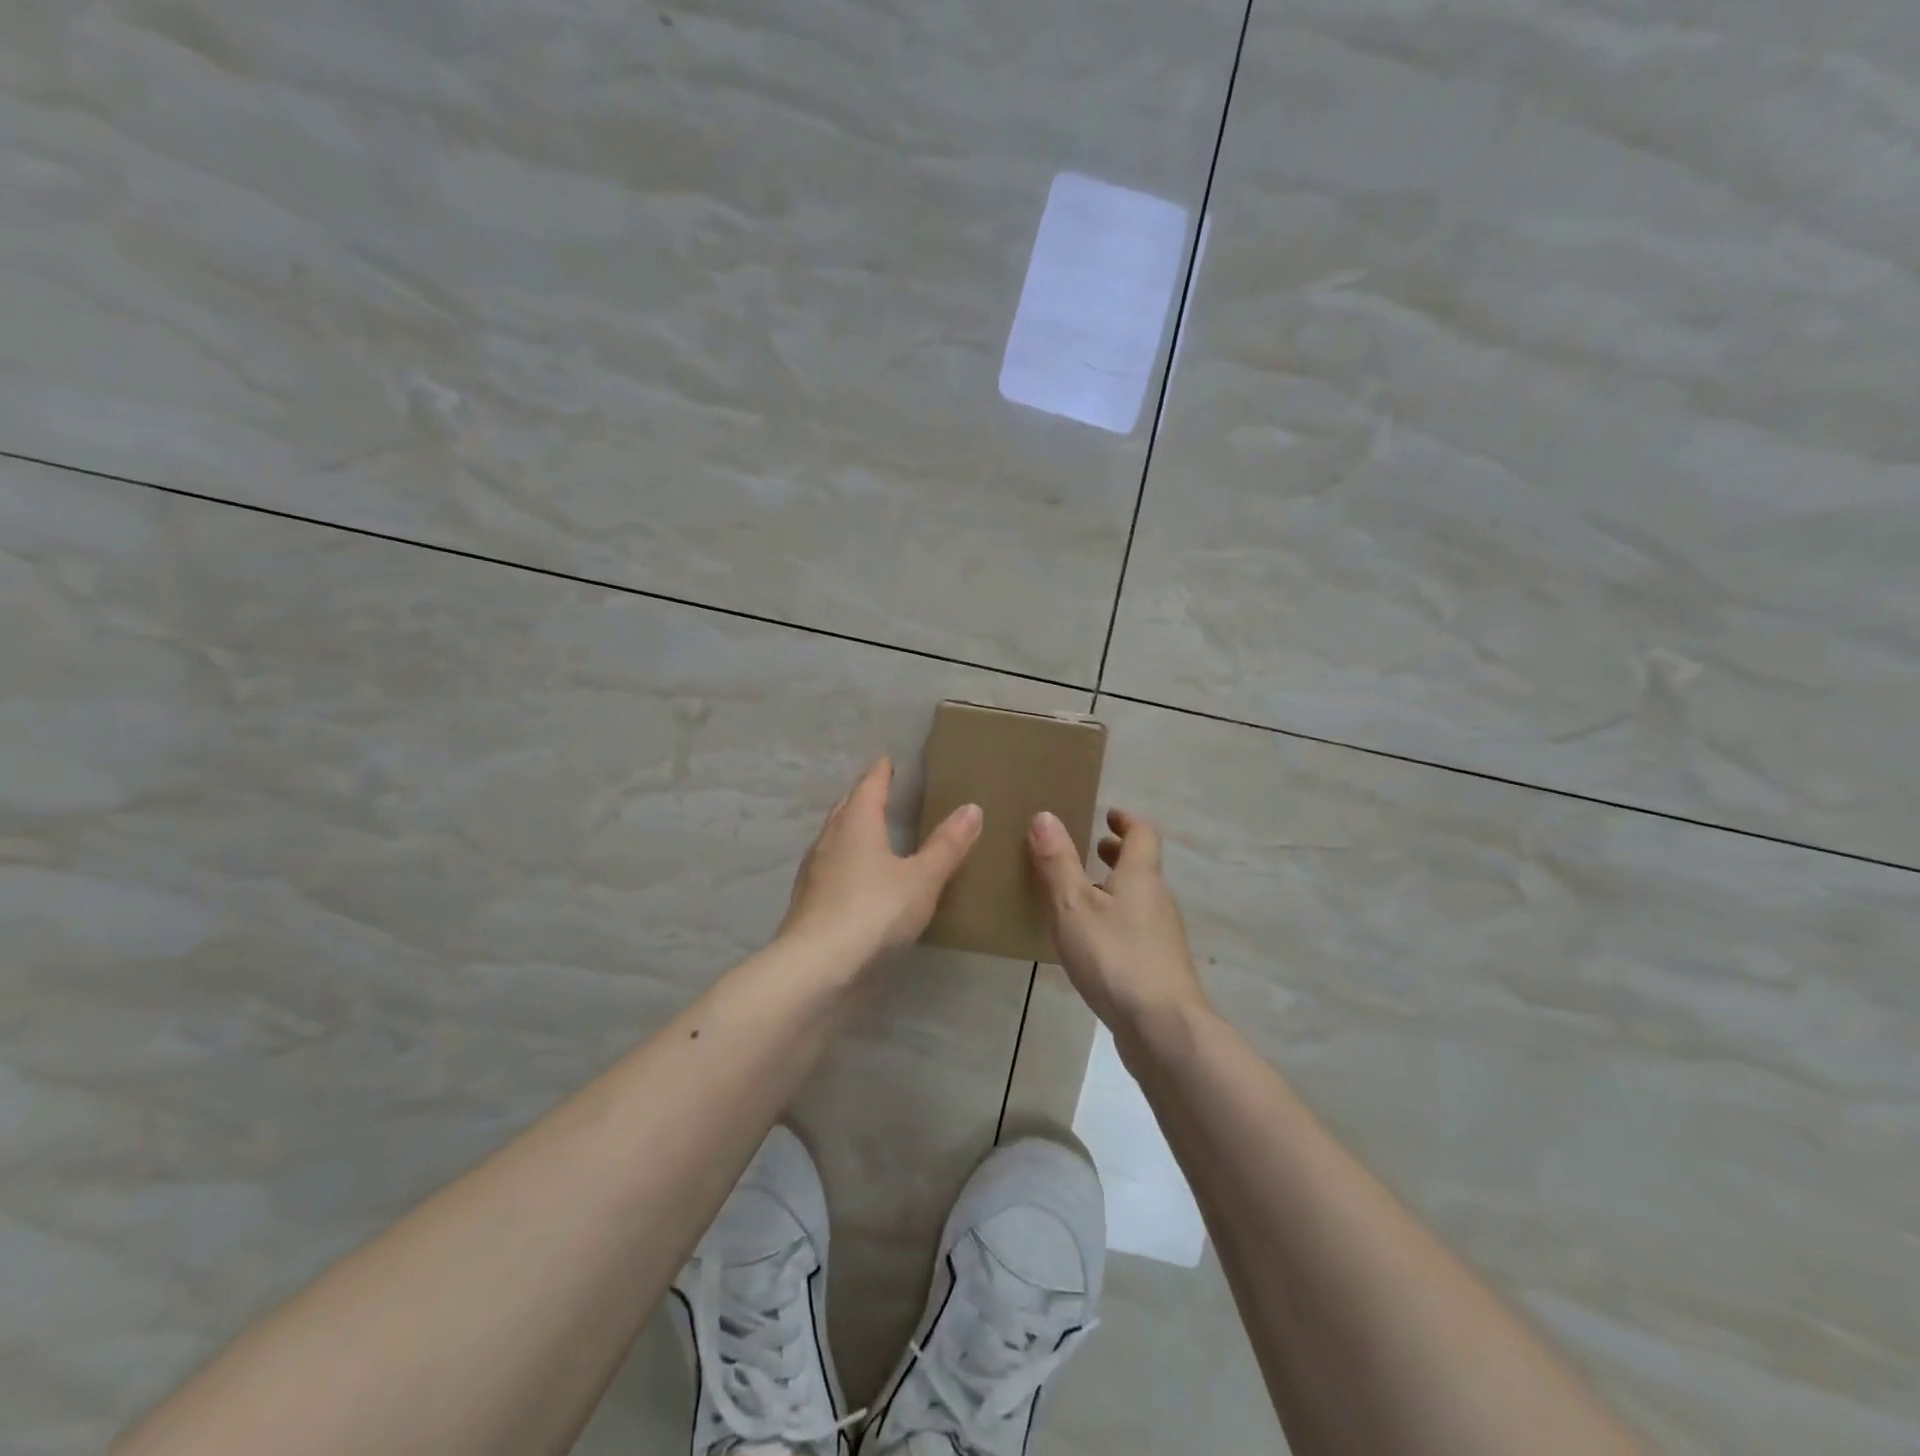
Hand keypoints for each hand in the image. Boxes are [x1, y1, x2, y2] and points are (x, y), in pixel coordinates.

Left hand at [781, 757, 982, 965]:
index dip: (880, 773)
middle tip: (878, 789)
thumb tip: (972, 808)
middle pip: (846, 807)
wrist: (817, 967)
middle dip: (862, 796)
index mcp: (857, 823)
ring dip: (850, 827)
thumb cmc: (874, 911)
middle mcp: (830, 839)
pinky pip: (829, 865)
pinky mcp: (808, 901)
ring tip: (867, 829)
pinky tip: (854, 876)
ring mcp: (814, 871)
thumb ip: (947, 845)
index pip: (869, 787)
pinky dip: (844, 859)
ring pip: (833, 836)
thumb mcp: (922, 878)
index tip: (887, 760)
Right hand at [1029, 807, 1207, 1030]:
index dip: (1126, 821)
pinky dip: (1115, 919)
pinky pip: (1135, 928)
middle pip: (1142, 866)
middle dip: (1118, 854)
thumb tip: (1045, 815)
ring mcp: (1161, 936)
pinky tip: (1091, 941)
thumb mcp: (1073, 906)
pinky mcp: (1158, 967)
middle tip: (1091, 849)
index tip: (1108, 814)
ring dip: (1115, 888)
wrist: (1162, 1028)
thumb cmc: (1115, 957)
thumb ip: (1058, 863)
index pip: (1142, 834)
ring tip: (1081, 895)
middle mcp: (1157, 900)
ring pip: (1138, 899)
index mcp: (1140, 877)